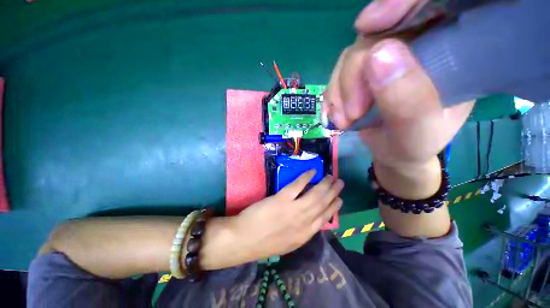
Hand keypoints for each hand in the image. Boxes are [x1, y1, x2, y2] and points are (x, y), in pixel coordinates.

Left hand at [234, 171, 343, 258]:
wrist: (244, 240)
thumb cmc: (265, 242)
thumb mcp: (288, 243)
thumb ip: (301, 231)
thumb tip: (311, 218)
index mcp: (305, 234)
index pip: (325, 218)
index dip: (334, 207)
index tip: (339, 199)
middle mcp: (304, 221)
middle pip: (323, 203)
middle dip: (333, 192)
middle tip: (340, 183)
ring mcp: (294, 209)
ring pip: (315, 194)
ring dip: (325, 184)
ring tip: (331, 176)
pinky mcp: (282, 199)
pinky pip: (298, 185)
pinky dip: (306, 177)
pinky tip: (313, 172)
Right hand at [326, 0, 473, 169]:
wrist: (393, 152)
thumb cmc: (415, 144)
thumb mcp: (418, 131)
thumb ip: (406, 99)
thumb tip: (376, 55)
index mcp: (449, 49)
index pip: (430, 4)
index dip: (398, 4)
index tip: (367, 25)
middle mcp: (415, 45)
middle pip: (377, 35)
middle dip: (354, 75)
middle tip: (353, 113)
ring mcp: (384, 59)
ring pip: (351, 56)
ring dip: (340, 91)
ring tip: (344, 120)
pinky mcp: (361, 73)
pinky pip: (338, 73)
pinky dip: (333, 96)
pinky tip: (337, 115)